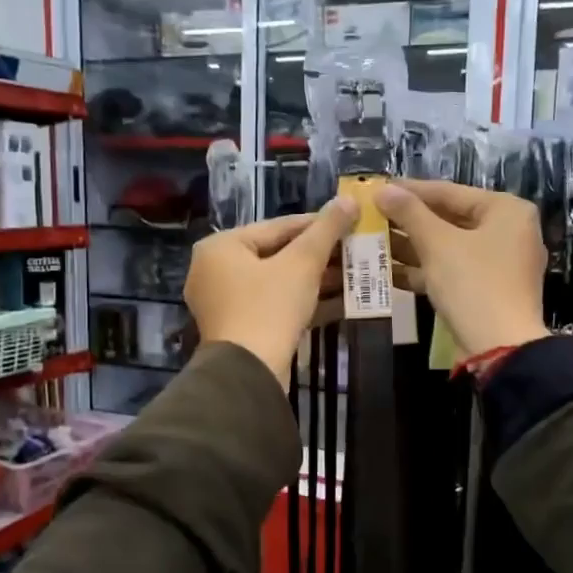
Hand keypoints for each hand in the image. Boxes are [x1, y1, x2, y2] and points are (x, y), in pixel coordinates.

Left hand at [185, 199, 356, 386]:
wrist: (249, 373)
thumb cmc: (269, 307)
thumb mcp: (302, 264)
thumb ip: (326, 230)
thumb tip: (349, 199)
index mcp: (221, 247)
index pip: (277, 226)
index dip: (318, 224)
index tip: (350, 221)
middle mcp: (216, 270)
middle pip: (277, 254)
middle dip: (320, 256)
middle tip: (356, 250)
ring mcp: (226, 303)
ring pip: (279, 282)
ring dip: (317, 280)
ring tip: (355, 274)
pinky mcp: (240, 329)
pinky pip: (276, 305)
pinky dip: (305, 302)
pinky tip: (342, 302)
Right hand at [376, 180, 549, 357]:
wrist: (500, 348)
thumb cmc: (473, 284)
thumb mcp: (438, 244)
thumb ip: (410, 213)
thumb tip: (383, 190)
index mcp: (506, 210)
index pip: (450, 192)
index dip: (410, 190)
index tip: (377, 188)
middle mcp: (508, 232)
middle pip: (449, 219)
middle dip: (408, 221)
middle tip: (371, 216)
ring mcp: (499, 264)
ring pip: (448, 247)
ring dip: (411, 247)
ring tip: (371, 241)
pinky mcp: (486, 290)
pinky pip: (452, 271)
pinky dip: (423, 270)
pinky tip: (387, 271)